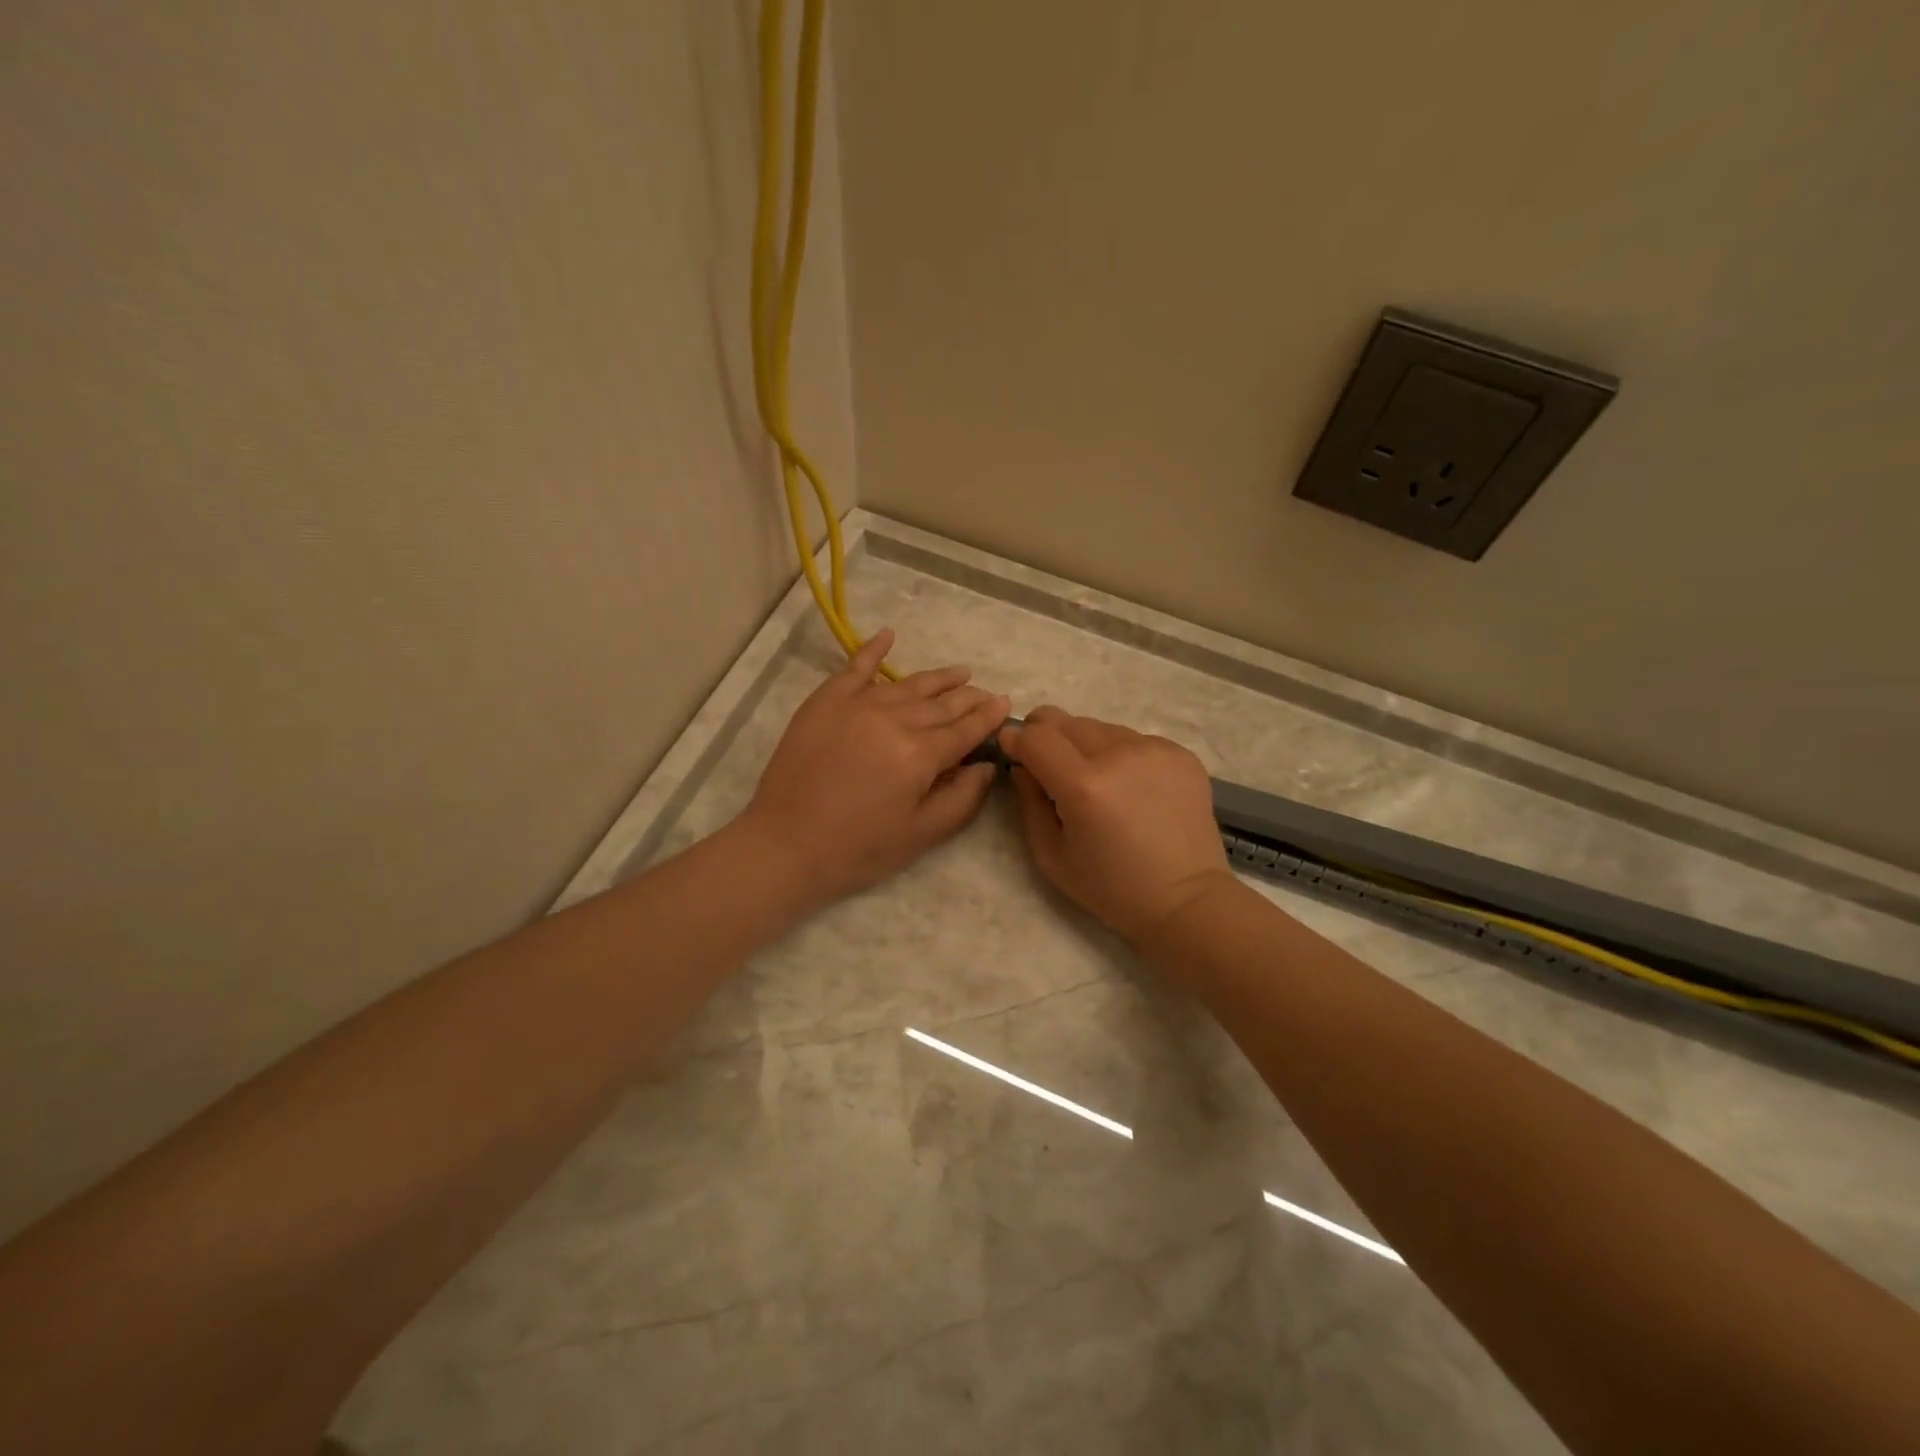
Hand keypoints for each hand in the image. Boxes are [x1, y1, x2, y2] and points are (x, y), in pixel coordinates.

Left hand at [738, 629, 1009, 908]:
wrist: (786, 844)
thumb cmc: (858, 848)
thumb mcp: (921, 834)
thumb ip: (962, 799)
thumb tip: (986, 766)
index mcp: (920, 755)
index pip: (965, 730)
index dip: (989, 717)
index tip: (1006, 704)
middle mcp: (894, 720)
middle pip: (942, 703)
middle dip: (969, 698)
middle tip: (986, 694)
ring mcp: (858, 704)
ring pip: (909, 684)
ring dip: (939, 678)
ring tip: (961, 672)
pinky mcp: (827, 701)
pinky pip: (856, 667)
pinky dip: (874, 649)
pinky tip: (890, 635)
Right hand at [1001, 706, 1234, 943]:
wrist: (1185, 900)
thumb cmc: (1111, 888)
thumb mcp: (1051, 855)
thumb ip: (1030, 802)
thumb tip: (1022, 765)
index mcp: (1083, 786)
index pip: (1036, 736)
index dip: (1017, 739)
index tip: (1013, 750)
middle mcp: (1119, 755)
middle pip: (1066, 721)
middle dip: (1048, 737)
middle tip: (1050, 766)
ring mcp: (1154, 750)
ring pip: (1101, 727)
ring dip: (1086, 745)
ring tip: (1097, 782)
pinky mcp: (1180, 753)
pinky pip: (1134, 739)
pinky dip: (1121, 755)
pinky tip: (1132, 788)